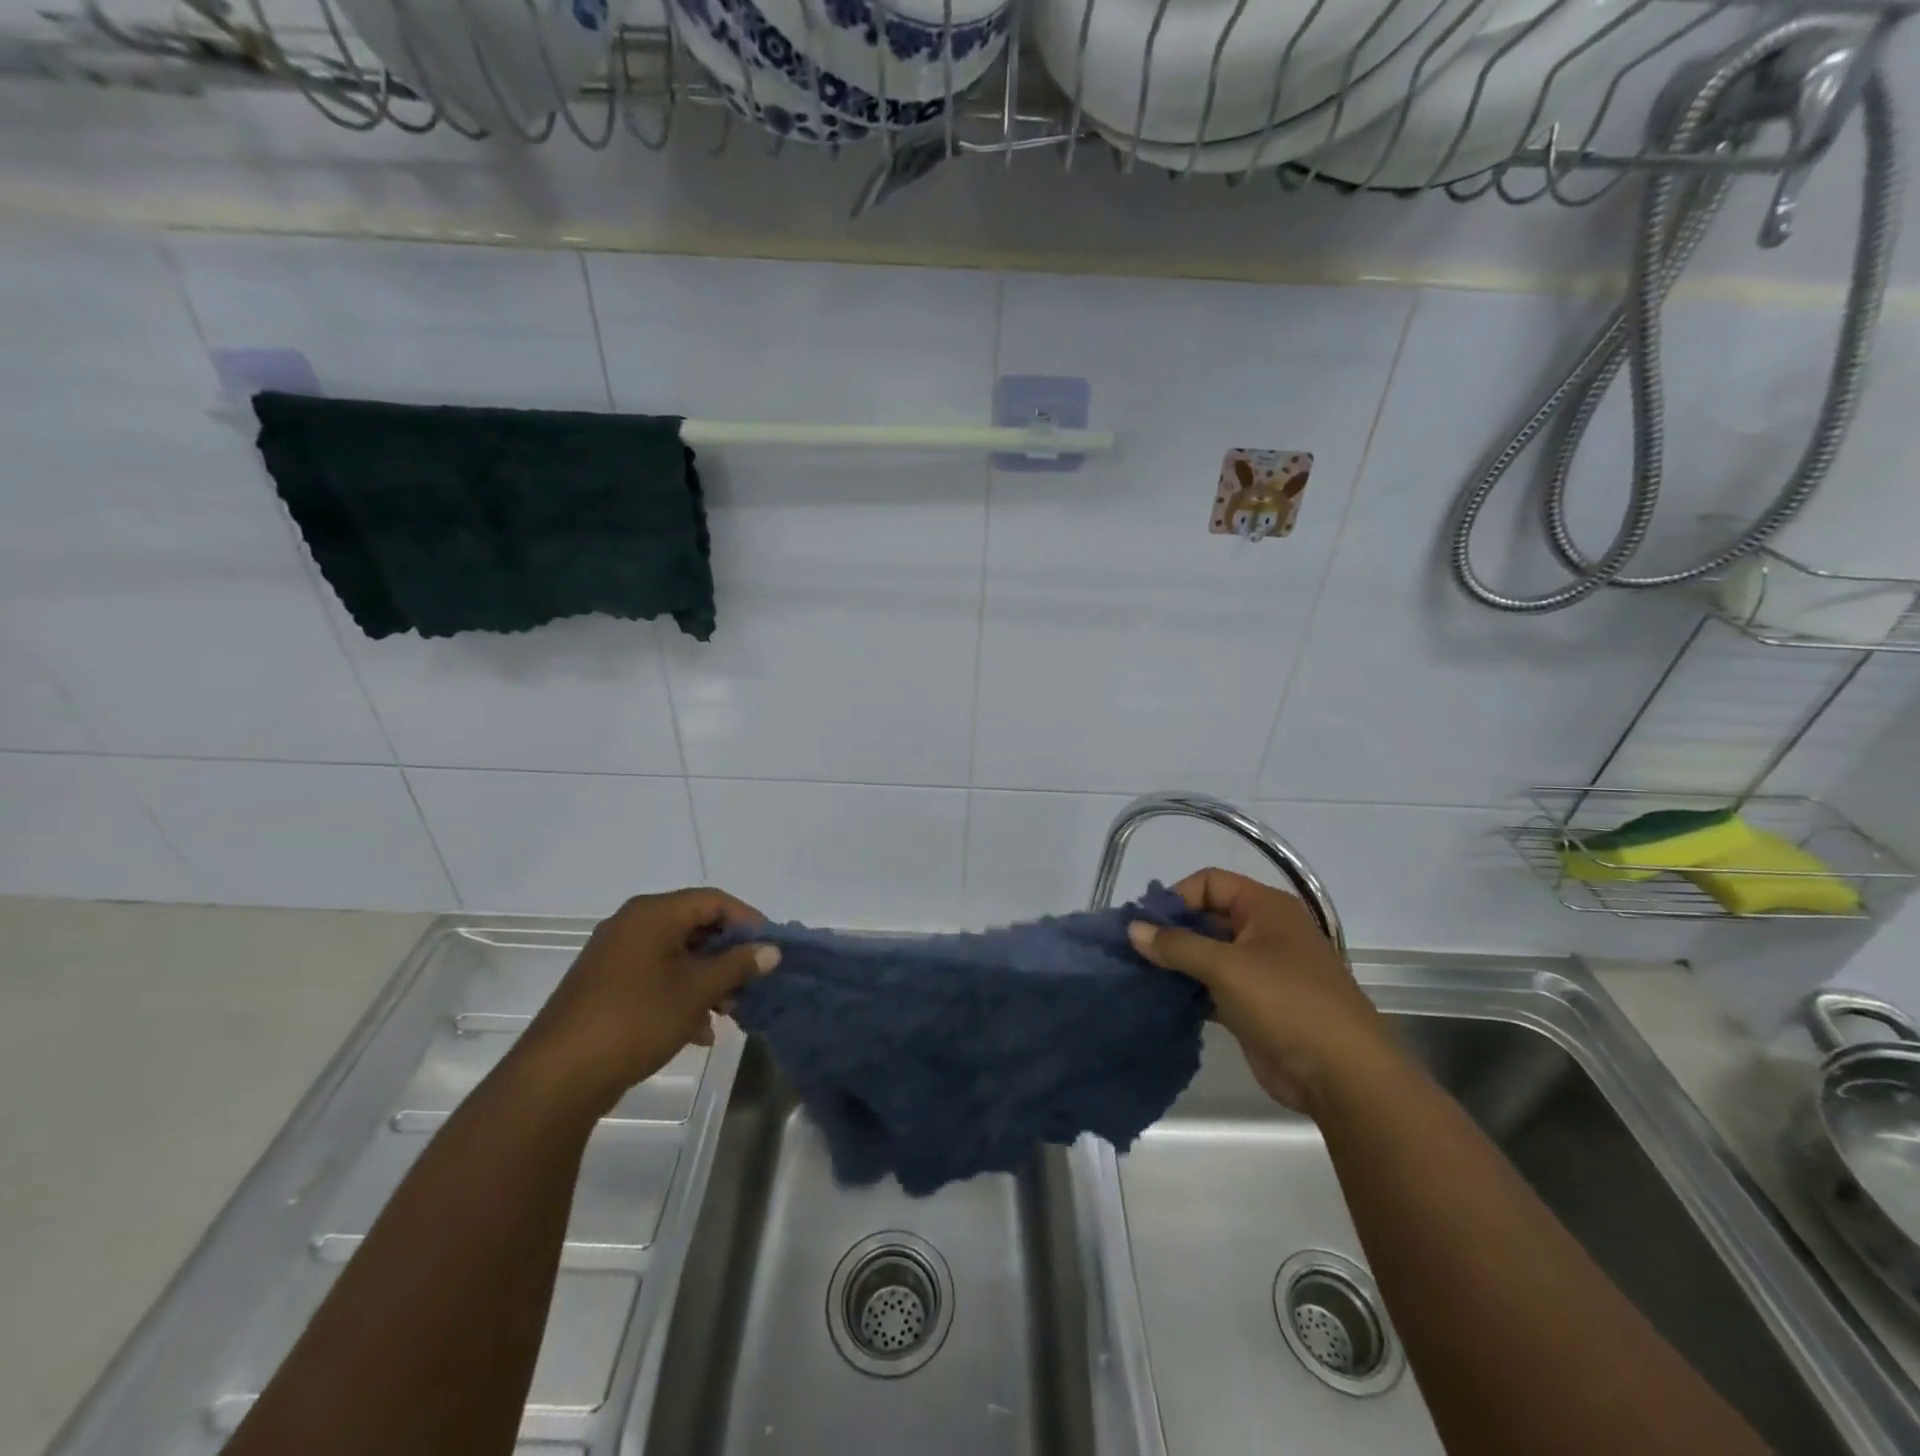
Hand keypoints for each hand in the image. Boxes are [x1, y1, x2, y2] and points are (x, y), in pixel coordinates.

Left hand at [512, 888, 777, 1115]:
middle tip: (751, 983)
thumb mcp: (697, 990)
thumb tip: (771, 949)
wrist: (558, 1077)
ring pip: (677, 955)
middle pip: (695, 926)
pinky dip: (681, 994)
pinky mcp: (605, 986)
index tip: (770, 949)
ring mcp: (615, 956)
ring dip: (707, 979)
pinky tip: (697, 1031)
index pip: (714, 900)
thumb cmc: (636, 1019)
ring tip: (727, 1012)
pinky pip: (655, 976)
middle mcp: (632, 924)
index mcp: (653, 913)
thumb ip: (737, 965)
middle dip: (727, 955)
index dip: (748, 921)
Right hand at [1128, 868, 1395, 1114]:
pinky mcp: (1252, 1005)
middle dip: (1169, 931)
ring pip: (1206, 954)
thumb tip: (1132, 929)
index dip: (1177, 897)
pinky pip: (1211, 986)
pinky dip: (1187, 990)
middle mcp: (1262, 931)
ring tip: (1138, 974)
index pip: (1210, 883)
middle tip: (1132, 950)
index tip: (1144, 924)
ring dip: (1175, 963)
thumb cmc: (1287, 1003)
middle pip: (1206, 917)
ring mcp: (1259, 970)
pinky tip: (1160, 999)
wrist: (1341, 1075)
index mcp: (1266, 908)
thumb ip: (1177, 945)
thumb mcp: (1227, 967)